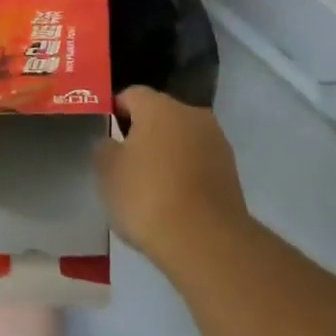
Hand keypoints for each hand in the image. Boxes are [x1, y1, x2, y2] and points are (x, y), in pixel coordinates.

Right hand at [96, 86, 249, 270]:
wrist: (206, 240)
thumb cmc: (148, 197)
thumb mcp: (108, 173)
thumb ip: (104, 149)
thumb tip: (110, 141)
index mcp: (159, 106)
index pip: (131, 94)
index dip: (115, 110)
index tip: (105, 134)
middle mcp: (191, 113)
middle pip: (160, 114)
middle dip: (143, 132)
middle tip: (125, 162)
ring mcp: (215, 141)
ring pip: (182, 138)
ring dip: (167, 153)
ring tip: (151, 185)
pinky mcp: (231, 170)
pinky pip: (199, 162)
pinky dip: (186, 173)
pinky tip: (174, 199)